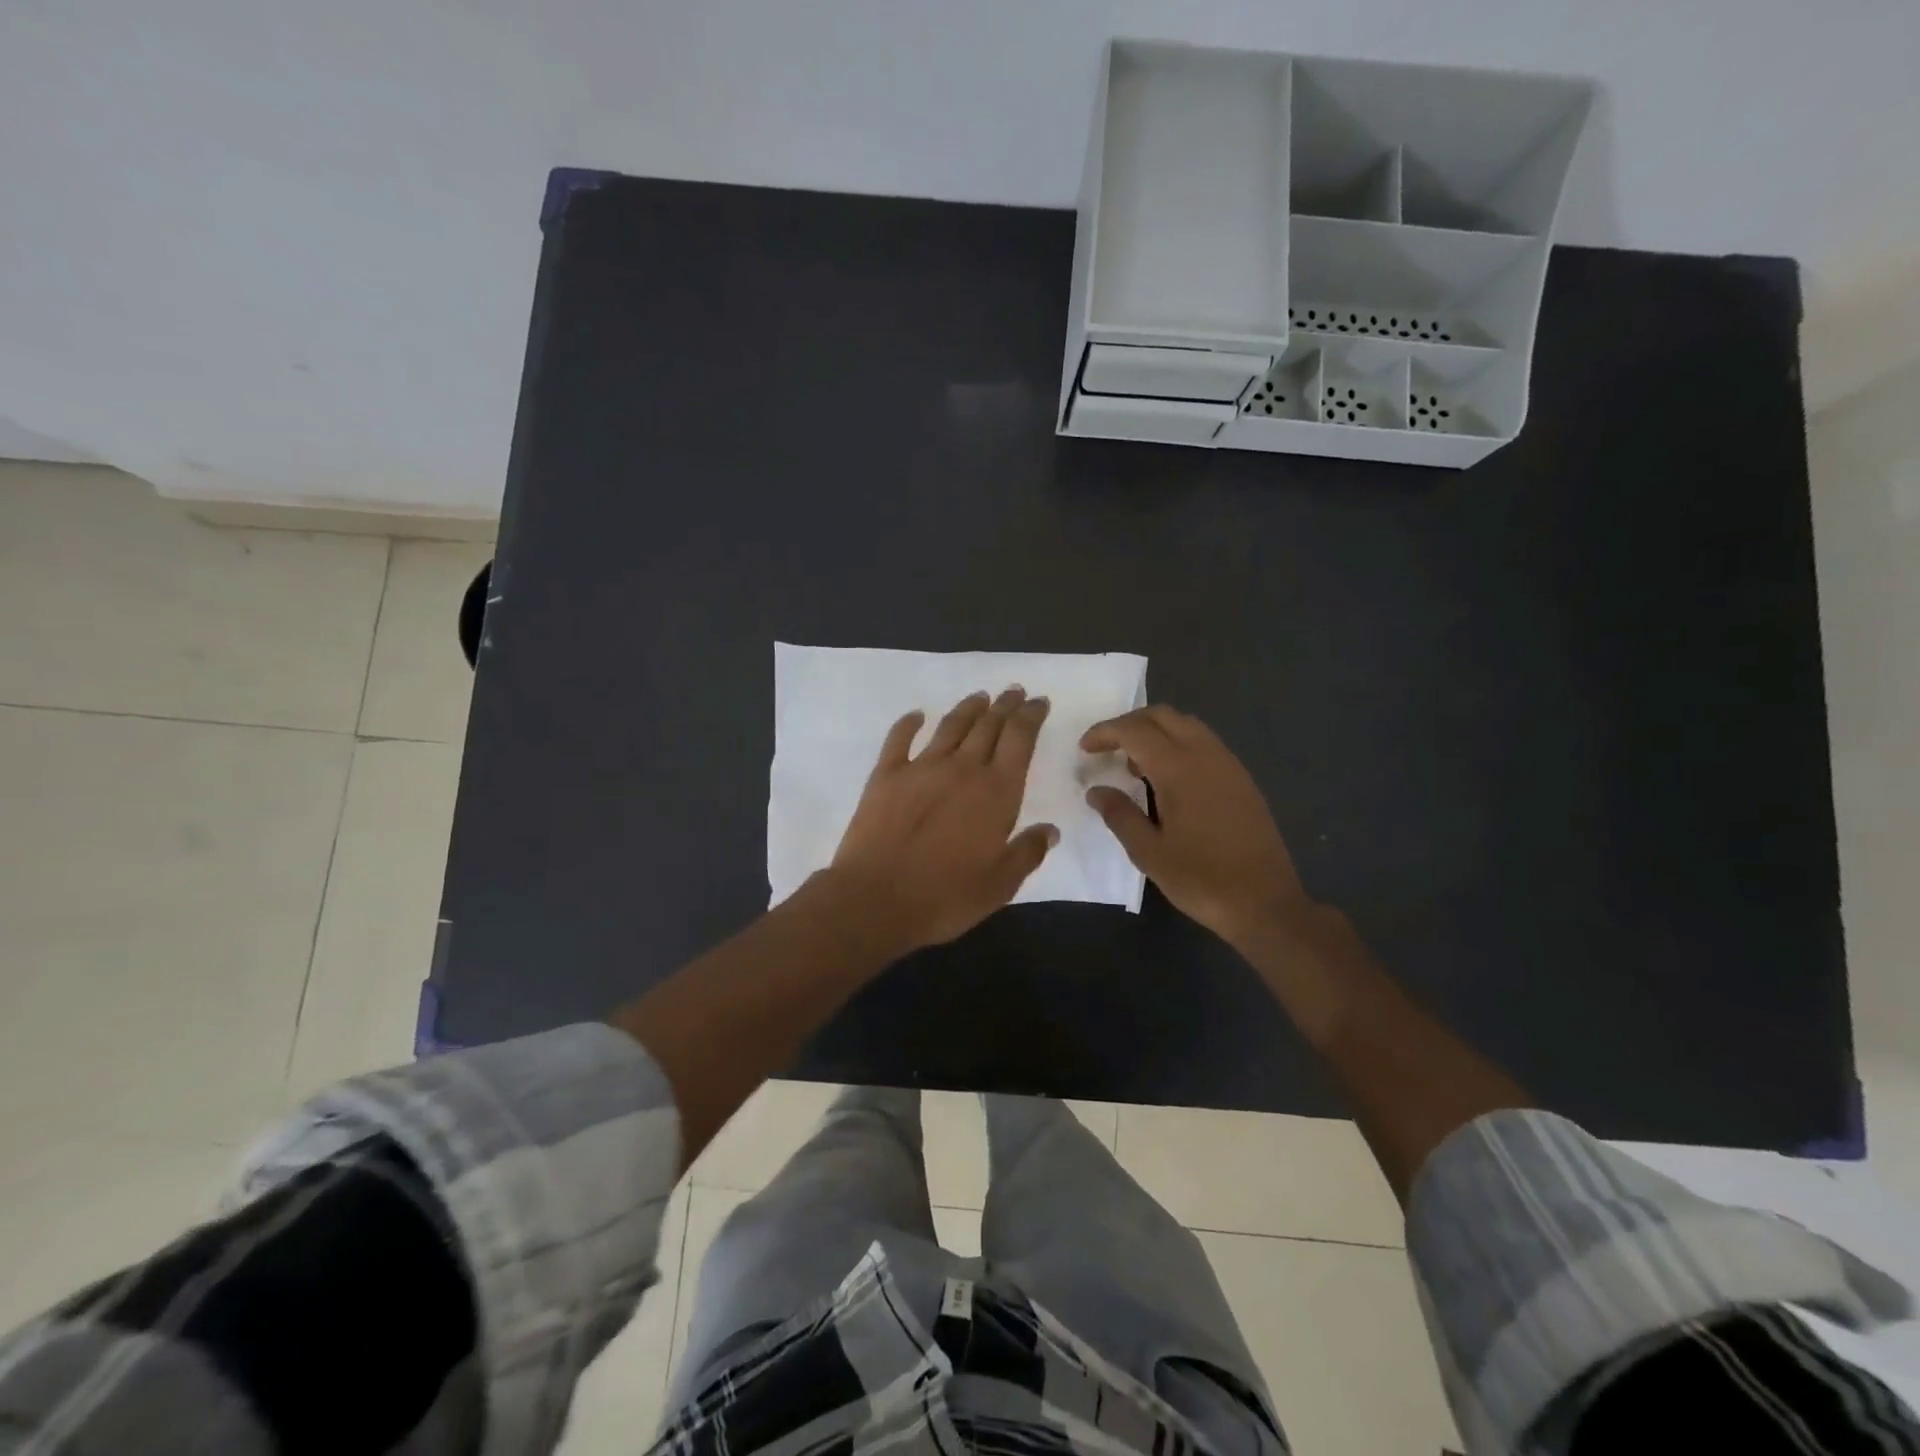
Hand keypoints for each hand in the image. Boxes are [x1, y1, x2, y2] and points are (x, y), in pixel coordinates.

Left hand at [830, 686, 1057, 952]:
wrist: (876, 898)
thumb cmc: (945, 896)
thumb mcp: (1000, 884)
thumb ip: (1027, 852)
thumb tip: (1050, 830)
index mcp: (996, 792)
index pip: (1020, 740)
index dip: (1031, 717)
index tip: (1038, 701)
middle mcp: (962, 769)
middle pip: (988, 726)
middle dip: (1005, 706)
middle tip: (1014, 692)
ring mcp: (921, 768)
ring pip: (951, 727)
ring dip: (968, 709)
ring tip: (980, 697)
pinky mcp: (886, 775)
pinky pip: (899, 739)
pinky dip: (909, 723)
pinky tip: (916, 715)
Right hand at [1081, 705, 1308, 944]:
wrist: (1266, 902)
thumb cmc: (1202, 879)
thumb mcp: (1149, 853)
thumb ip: (1119, 815)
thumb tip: (1096, 791)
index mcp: (1179, 769)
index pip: (1134, 731)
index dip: (1105, 732)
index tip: (1084, 748)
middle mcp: (1206, 755)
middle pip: (1163, 716)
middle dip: (1129, 723)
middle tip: (1106, 747)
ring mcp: (1229, 765)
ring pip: (1186, 725)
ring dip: (1155, 732)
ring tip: (1134, 765)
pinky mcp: (1242, 780)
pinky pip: (1204, 743)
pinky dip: (1178, 745)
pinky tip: (1168, 780)